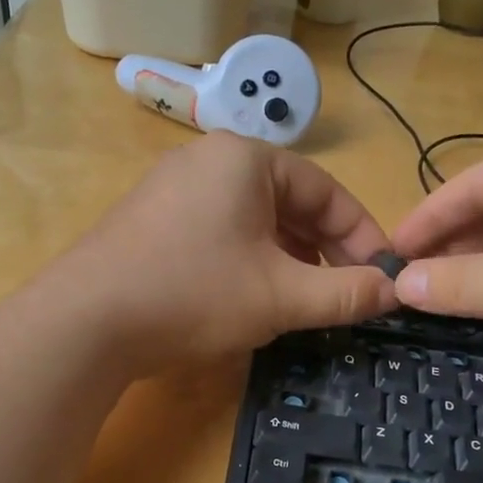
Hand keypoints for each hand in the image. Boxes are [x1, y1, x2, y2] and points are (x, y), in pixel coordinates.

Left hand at [57, 132, 397, 372]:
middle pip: (290, 203)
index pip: (327, 191)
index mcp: (245, 160)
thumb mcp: (281, 296)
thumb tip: (397, 291)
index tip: (384, 276)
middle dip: (324, 251)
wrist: (85, 323)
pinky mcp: (151, 222)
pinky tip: (253, 299)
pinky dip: (249, 262)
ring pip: (254, 221)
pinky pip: (219, 233)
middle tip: (347, 294)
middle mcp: (208, 161)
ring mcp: (173, 190)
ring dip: (288, 260)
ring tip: (305, 301)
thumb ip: (346, 293)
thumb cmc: (194, 294)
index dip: (362, 236)